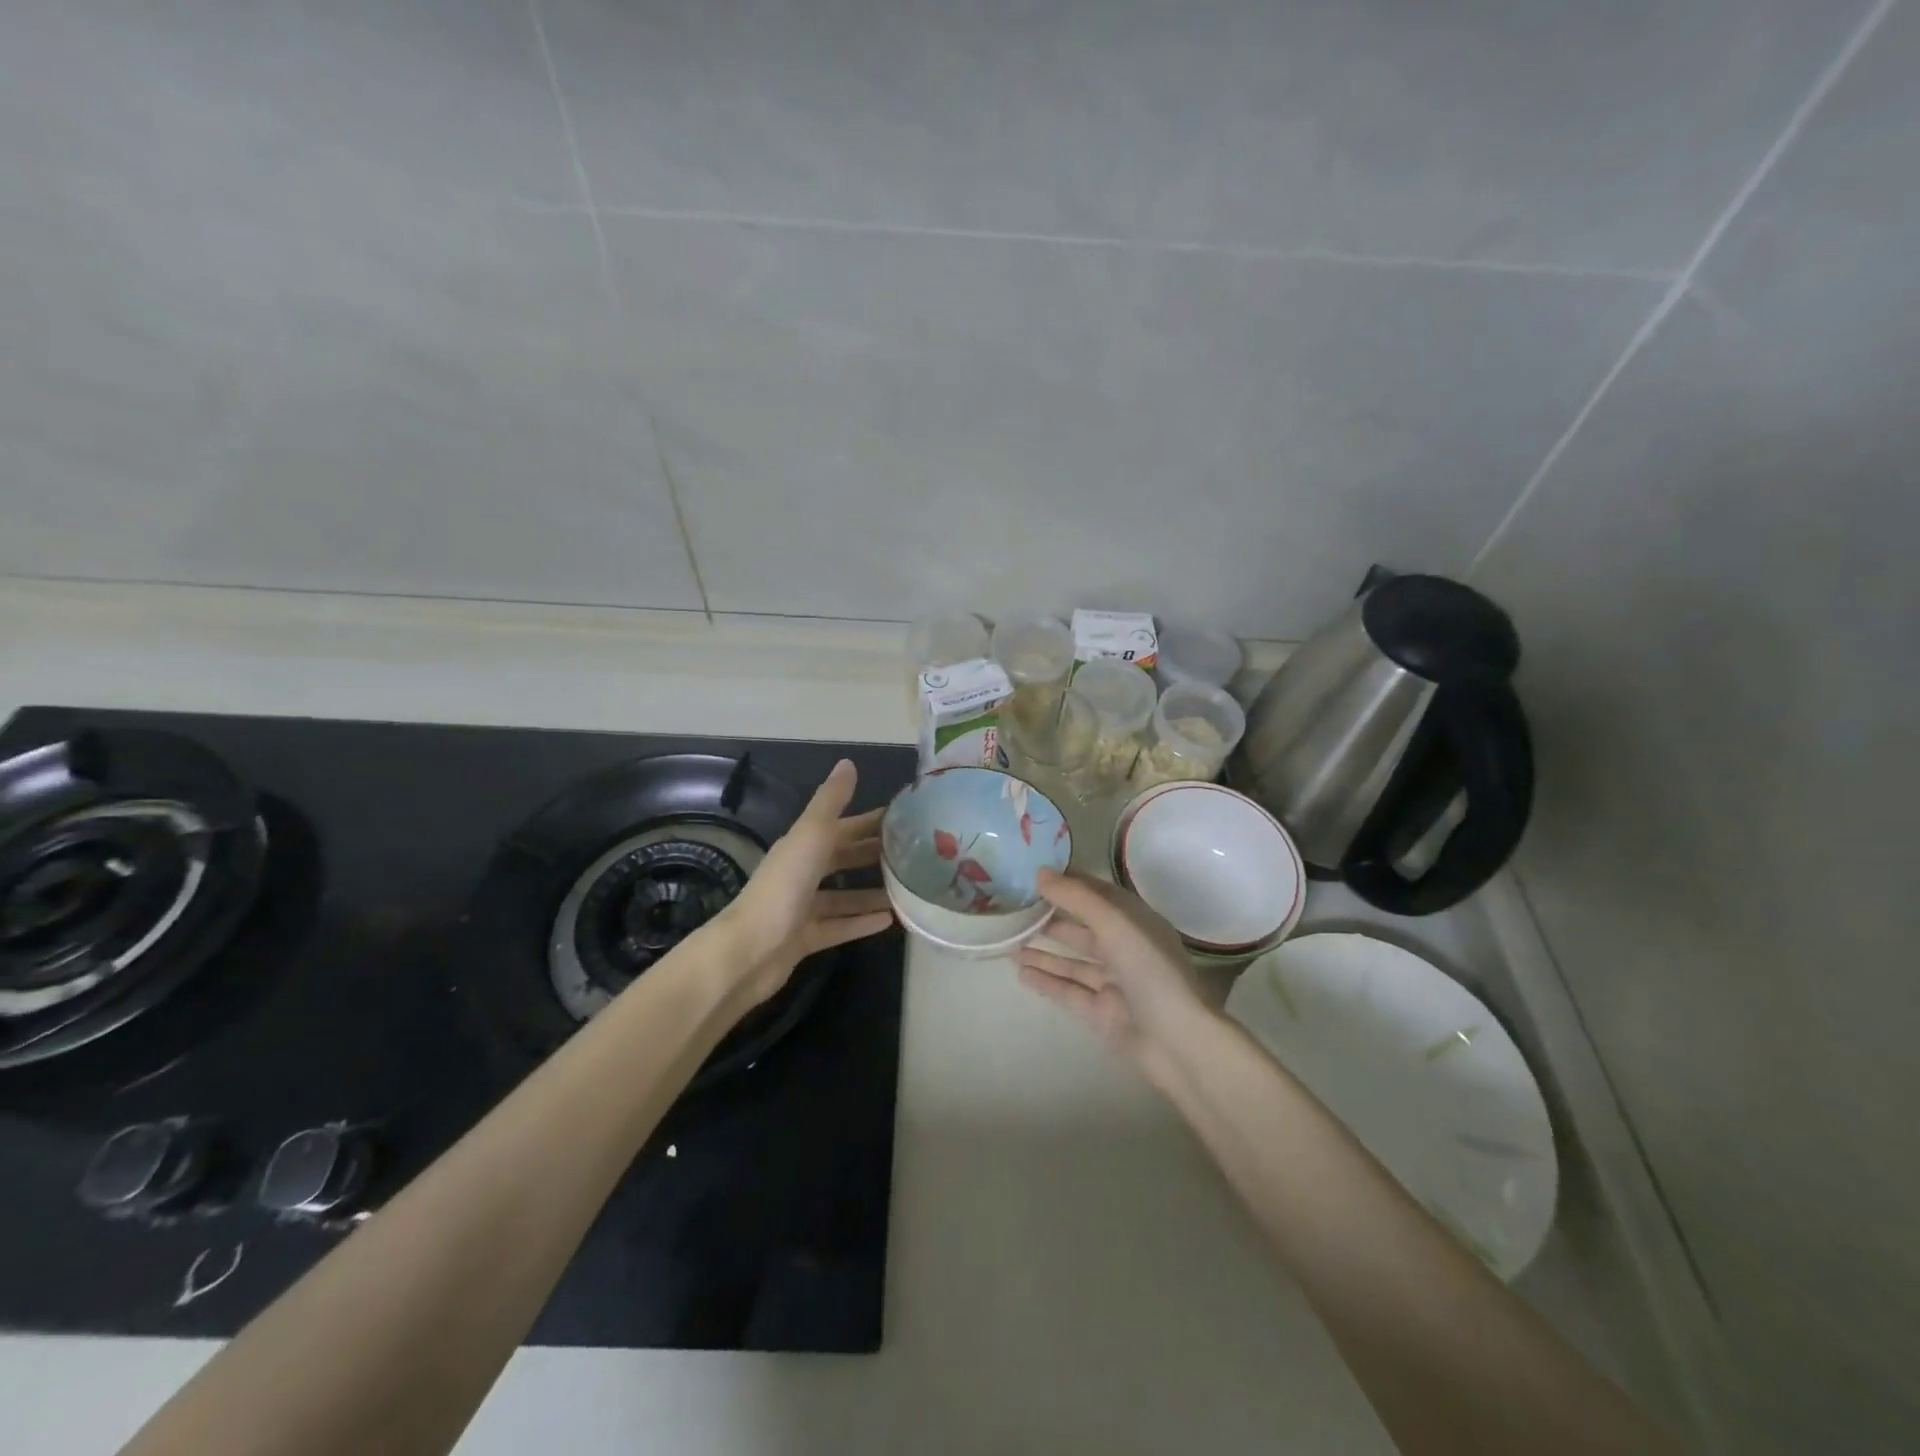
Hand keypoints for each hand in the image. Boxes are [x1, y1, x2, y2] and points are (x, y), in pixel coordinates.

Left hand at [715, 760, 895, 1008]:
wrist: (748, 952)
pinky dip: (862, 922)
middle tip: (913, 855)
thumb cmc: (783, 887)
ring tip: (908, 891)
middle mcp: (801, 873)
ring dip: (872, 892)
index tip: (904, 819)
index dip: (869, 821)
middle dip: (872, 855)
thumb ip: (831, 801)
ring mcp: (802, 908)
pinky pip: (839, 926)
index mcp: (801, 845)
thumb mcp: (811, 835)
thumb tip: (848, 763)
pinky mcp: (805, 939)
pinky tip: (890, 920)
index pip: (841, 827)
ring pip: (843, 896)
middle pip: (842, 859)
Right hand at [1015, 869, 1215, 1087]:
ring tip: (1009, 943)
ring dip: (1043, 952)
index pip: (1098, 896)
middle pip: (1083, 929)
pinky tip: (1020, 972)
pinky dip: (1046, 981)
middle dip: (1051, 919)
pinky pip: (1069, 991)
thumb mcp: (1115, 924)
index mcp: (1136, 923)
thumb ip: (1077, 898)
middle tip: (1014, 911)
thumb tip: (1040, 873)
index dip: (1069, 885)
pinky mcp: (1102, 1013)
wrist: (1177, 1042)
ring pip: (1073, 962)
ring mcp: (1114, 983)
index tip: (1033, 877)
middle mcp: (1126, 949)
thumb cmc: (1150, 971)